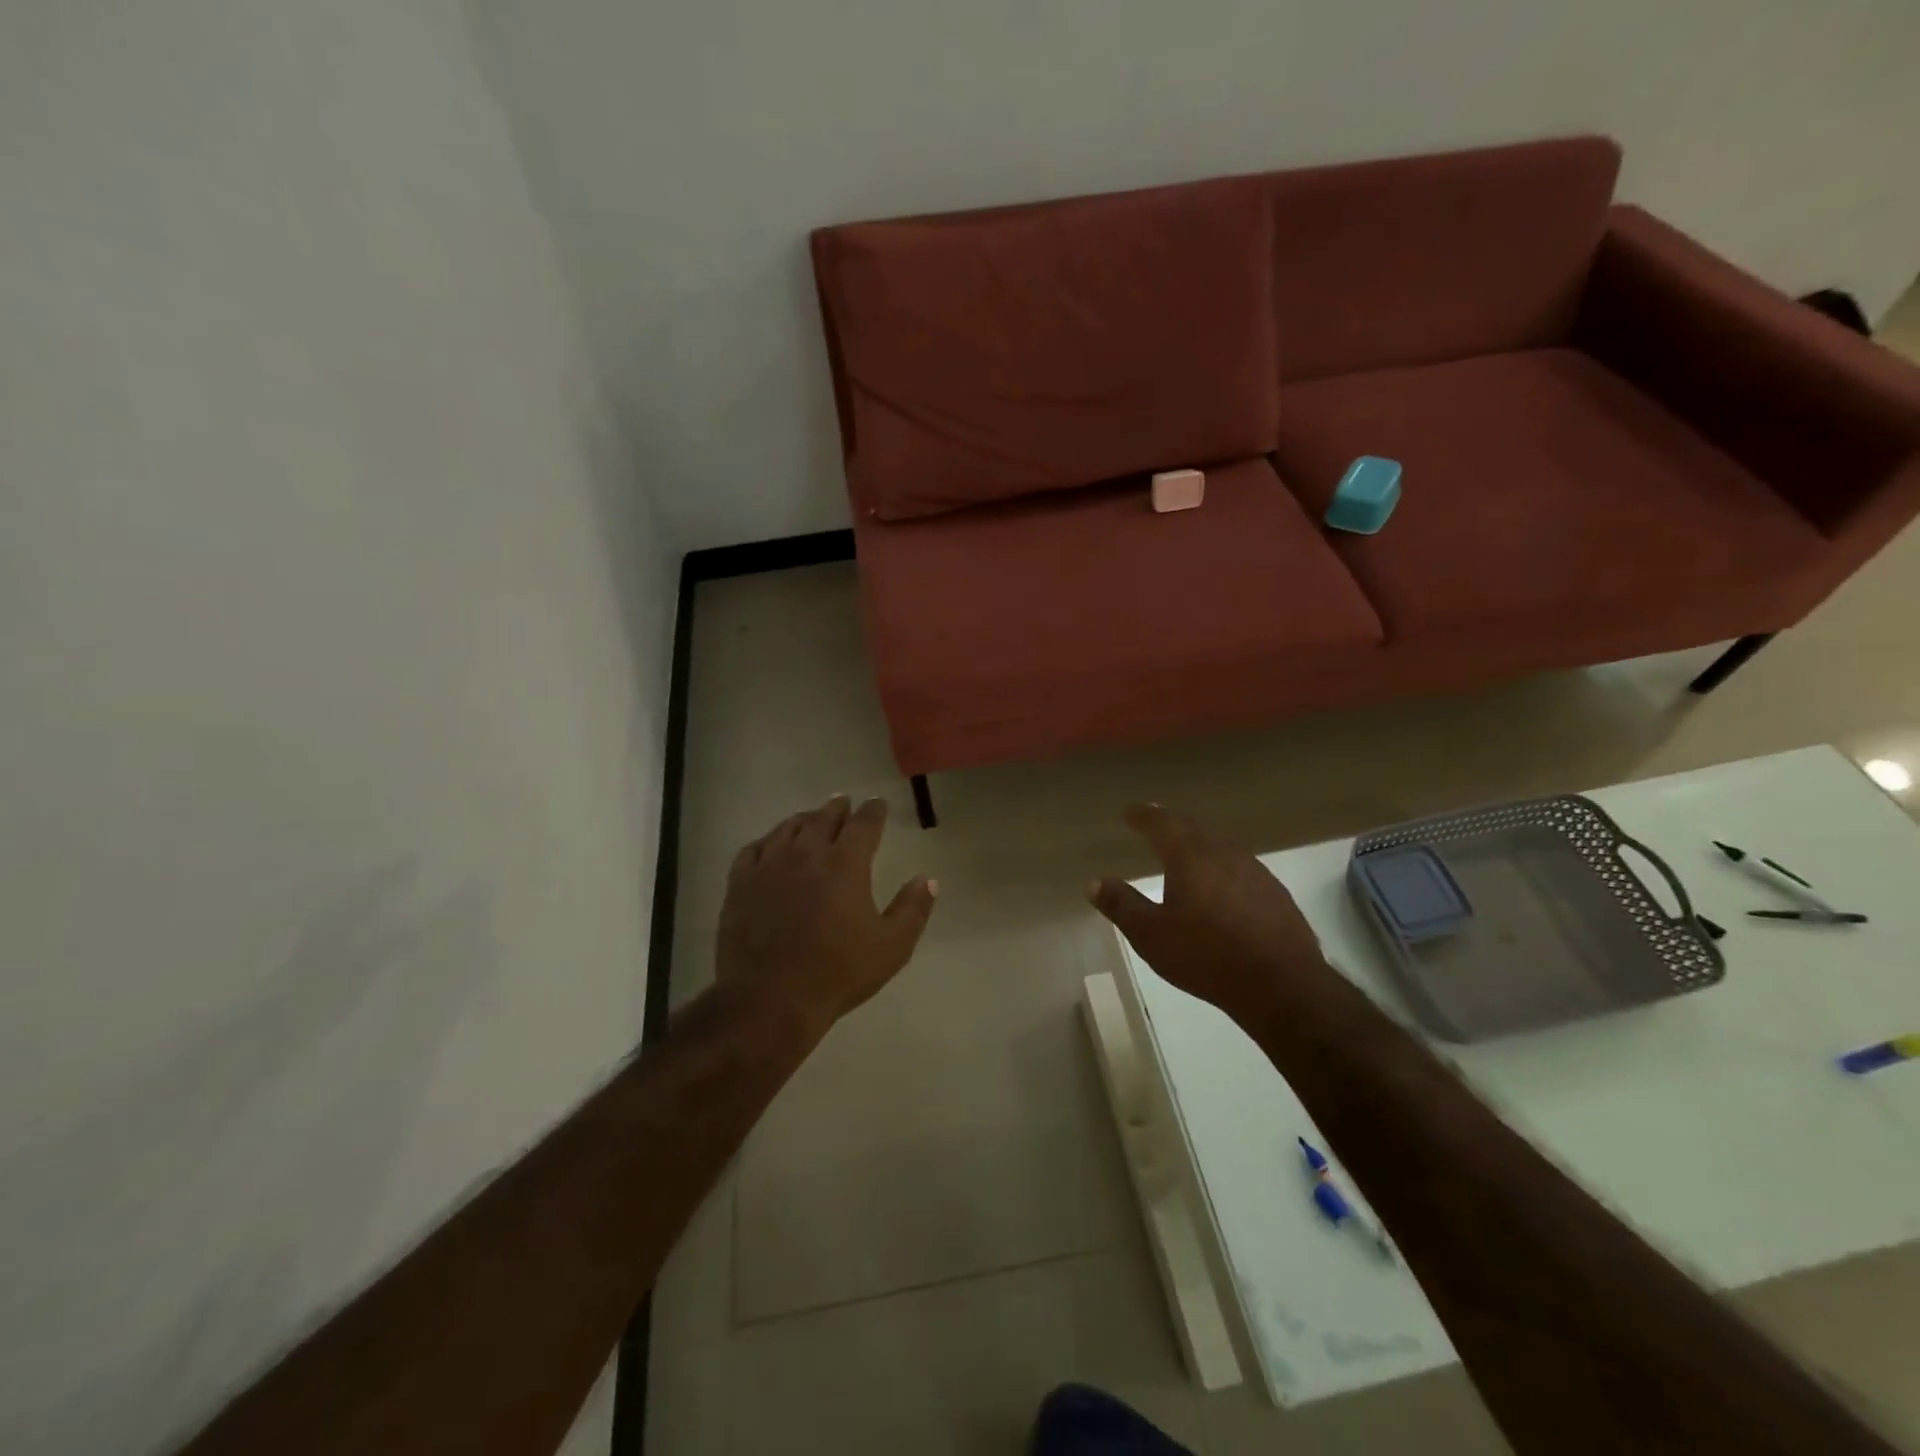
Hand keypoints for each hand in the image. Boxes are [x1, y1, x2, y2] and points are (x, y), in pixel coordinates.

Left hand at [716, 794, 937, 1037]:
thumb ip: (913, 909)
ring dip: (804, 819)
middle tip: (844, 802)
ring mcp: (769, 866)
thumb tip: (929, 879)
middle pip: (824, 818)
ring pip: (788, 828)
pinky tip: (771, 845)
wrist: (770, 1000)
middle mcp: (807, 853)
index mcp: (845, 864)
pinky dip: (768, 840)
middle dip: (838, 808)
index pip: (864, 824)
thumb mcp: (891, 947)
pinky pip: (754, 849)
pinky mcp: (741, 884)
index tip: (878, 803)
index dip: (873, 810)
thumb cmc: (837, 973)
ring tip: (811, 817)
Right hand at [1088, 804, 1331, 1028]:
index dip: (1144, 816)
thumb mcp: (1151, 935)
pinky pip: (1240, 868)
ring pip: (1219, 847)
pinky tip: (1221, 887)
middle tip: (1154, 824)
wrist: (1281, 985)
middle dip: (1171, 825)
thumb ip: (1121, 905)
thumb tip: (1093, 882)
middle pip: (1193, 829)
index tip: (1130, 812)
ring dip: (1199, 845)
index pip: (1162, 823)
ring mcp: (1255, 871)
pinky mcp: (1275, 893)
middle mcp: (1223, 853)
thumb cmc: (1206, 956)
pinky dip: (1222, 868)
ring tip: (1185, 853)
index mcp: (1190, 856)